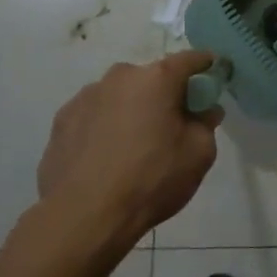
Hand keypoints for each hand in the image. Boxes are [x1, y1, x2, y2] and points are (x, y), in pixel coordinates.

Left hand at [36, 51, 222, 252]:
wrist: (84, 216)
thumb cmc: (152, 180)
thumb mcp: (199, 154)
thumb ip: (206, 124)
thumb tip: (205, 110)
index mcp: (156, 79)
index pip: (190, 60)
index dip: (206, 66)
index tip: (215, 75)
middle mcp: (119, 78)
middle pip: (152, 78)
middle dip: (165, 94)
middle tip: (173, 124)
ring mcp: (85, 97)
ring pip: (121, 96)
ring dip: (132, 110)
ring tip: (135, 146)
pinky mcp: (62, 120)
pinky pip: (95, 115)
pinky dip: (106, 127)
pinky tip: (107, 157)